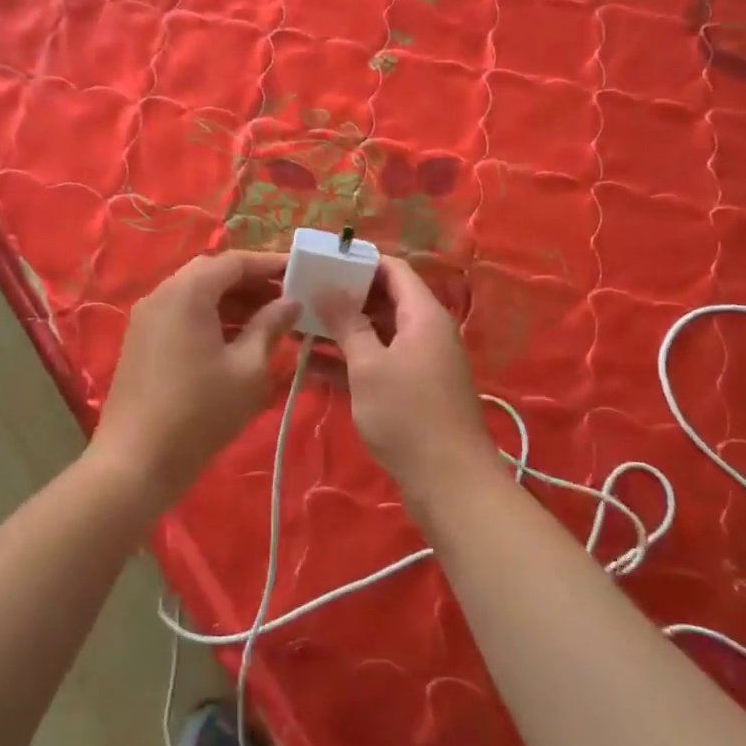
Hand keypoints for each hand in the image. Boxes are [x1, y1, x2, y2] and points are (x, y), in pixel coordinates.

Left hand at [89, 251, 299, 502]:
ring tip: (271, 323)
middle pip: (212, 275)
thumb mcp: (248, 369)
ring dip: (233, 304)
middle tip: (288, 300)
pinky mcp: (141, 342)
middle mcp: (161, 294)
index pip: (234, 262)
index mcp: (187, 292)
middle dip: (252, 284)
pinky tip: (238, 342)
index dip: (270, 265)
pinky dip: (211, 320)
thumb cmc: (200, 412)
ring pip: (196, 296)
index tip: (301, 273)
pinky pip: (181, 316)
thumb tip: (290, 302)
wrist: (136, 461)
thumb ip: (271, 327)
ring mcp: (146, 319)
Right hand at [320, 256, 499, 496]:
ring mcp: (418, 362)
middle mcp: (424, 331)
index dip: (358, 262)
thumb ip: (347, 323)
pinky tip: (308, 364)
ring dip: (340, 331)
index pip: (393, 269)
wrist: (449, 482)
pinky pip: (376, 362)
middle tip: (301, 295)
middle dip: (343, 297)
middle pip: (382, 300)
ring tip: (296, 327)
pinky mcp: (409, 389)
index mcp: (423, 314)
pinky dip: (348, 361)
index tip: (321, 263)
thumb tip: (327, 286)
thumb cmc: (408, 415)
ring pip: (375, 333)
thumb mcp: (369, 365)